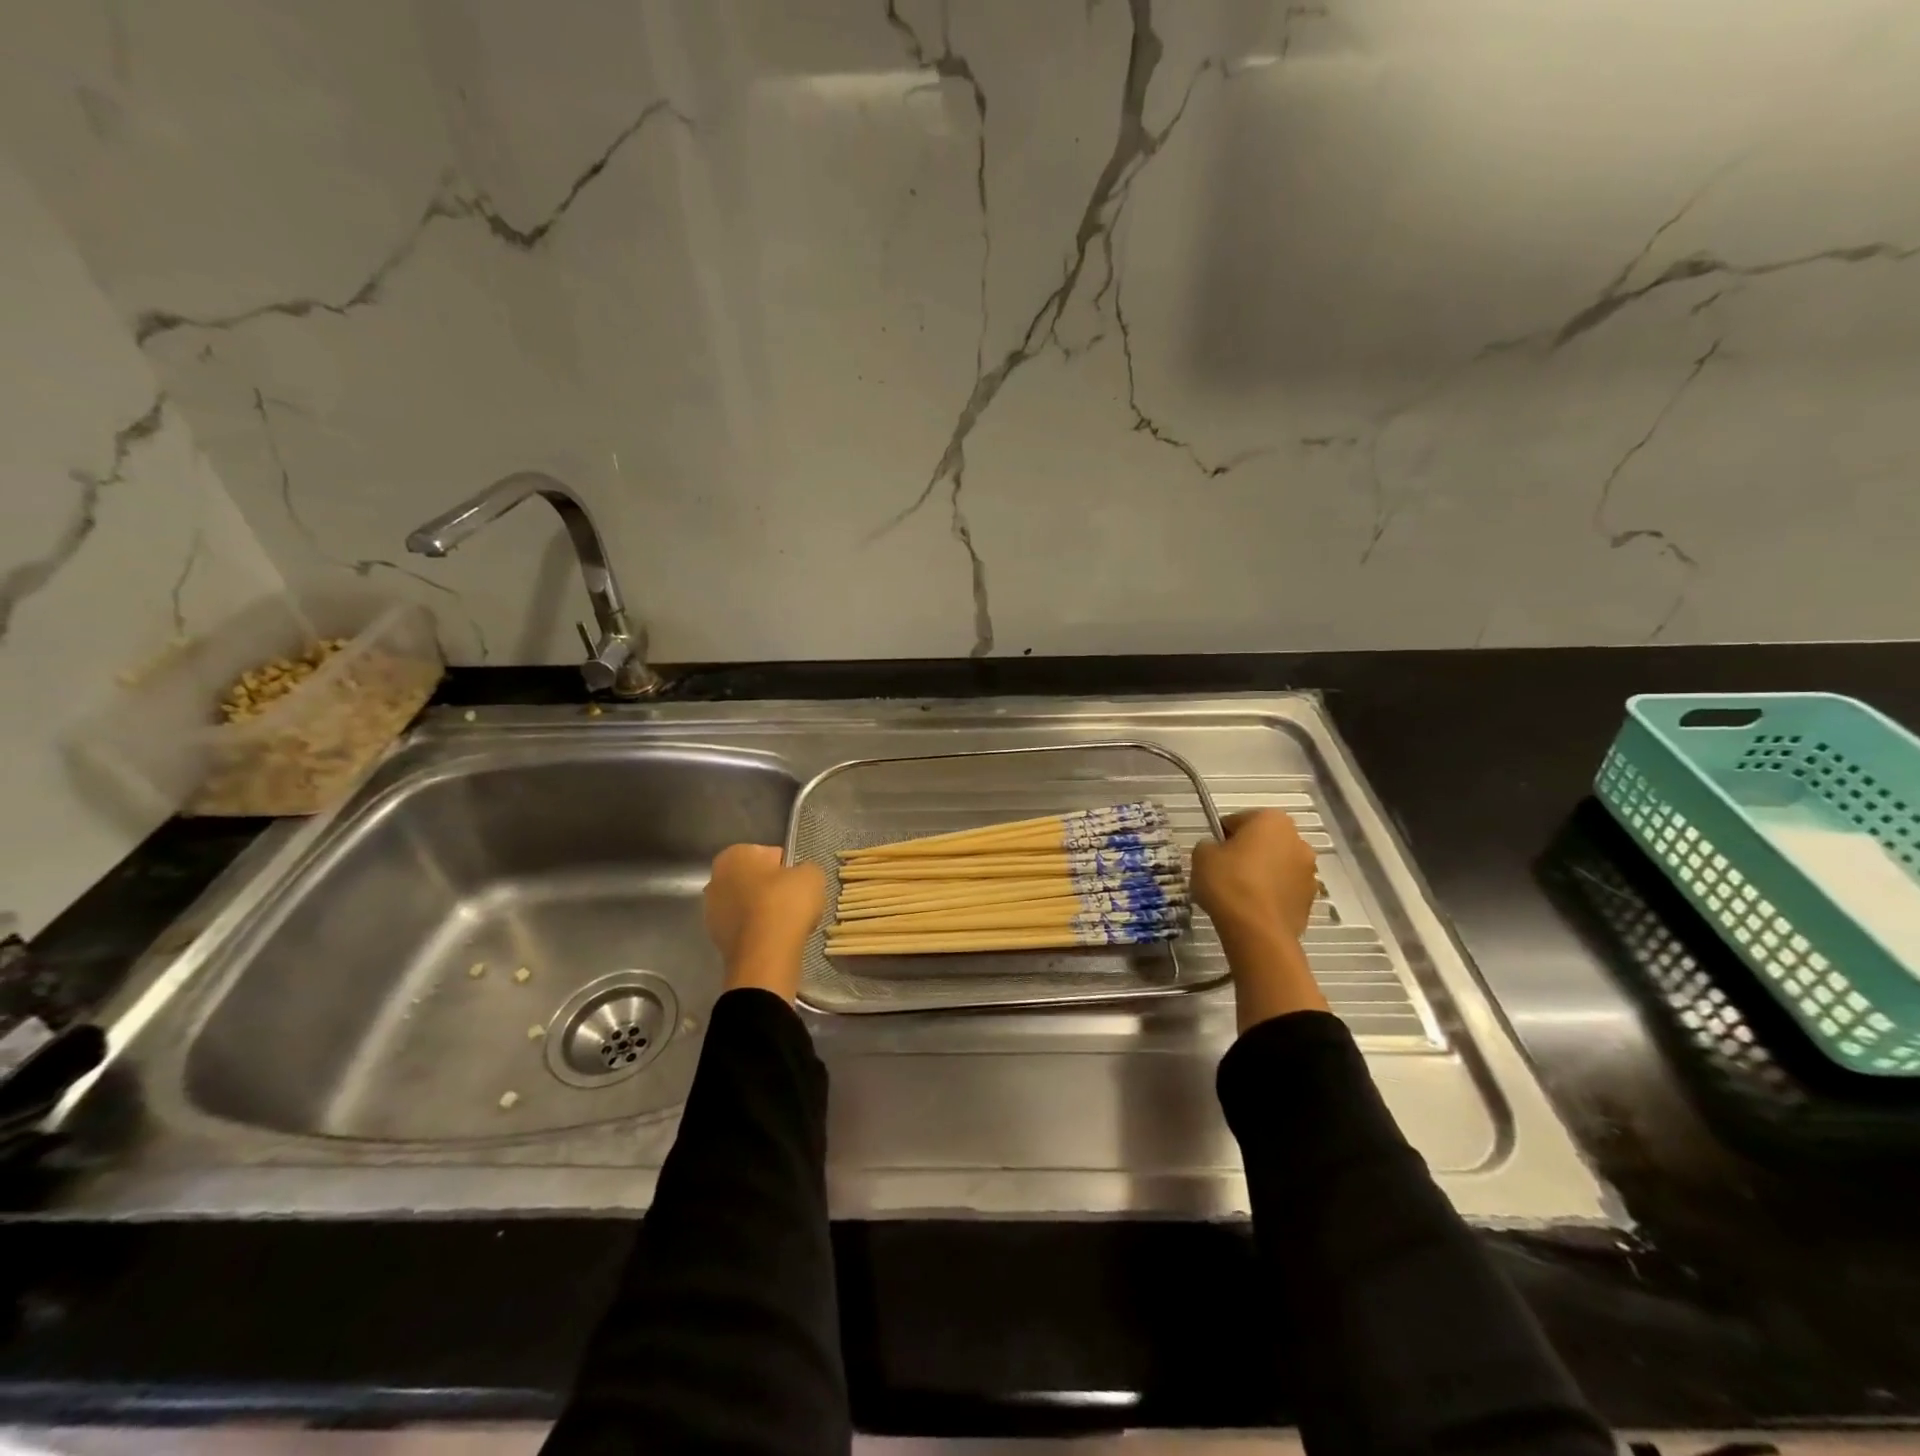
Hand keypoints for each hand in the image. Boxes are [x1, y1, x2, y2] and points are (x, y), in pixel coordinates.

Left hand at [703, 845, 826, 1003]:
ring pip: (749, 906)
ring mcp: (712, 912)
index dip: (789, 868)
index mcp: (733, 855)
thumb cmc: (786, 903)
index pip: (769, 854)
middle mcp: (715, 880)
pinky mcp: (717, 940)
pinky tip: (777, 940)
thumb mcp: (812, 874)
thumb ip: (805, 868)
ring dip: (766, 913)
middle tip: (796, 903)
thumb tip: (799, 876)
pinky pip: (746, 929)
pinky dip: (760, 933)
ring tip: (789, 925)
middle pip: (755, 881)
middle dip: (773, 890)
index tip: (800, 883)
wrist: (766, 954)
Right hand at [1190, 810, 1328, 1030]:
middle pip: (1264, 841)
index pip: (1240, 820)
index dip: (1222, 835)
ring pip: (1277, 866)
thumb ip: (1209, 845)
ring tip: (1239, 894)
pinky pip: (1284, 889)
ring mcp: (1309, 872)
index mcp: (1272, 820)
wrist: (1257, 931)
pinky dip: (1271, 894)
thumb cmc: (1229, 882)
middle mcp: (1298, 840)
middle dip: (1247, 852)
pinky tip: (1252, 908)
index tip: (1212, 853)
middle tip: (1224, 871)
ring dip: (1262, 873)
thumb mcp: (1202, 855)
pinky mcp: (1310, 900)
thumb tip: (1217, 851)